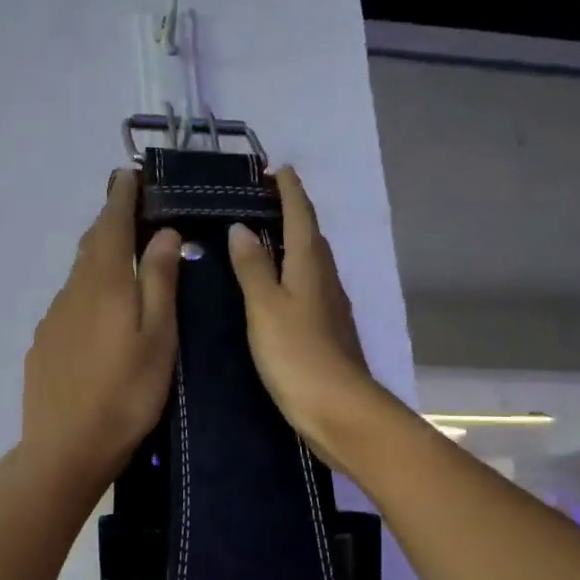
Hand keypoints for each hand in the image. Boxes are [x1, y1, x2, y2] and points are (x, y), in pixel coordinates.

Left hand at [19, 169, 182, 498]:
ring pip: (78, 276)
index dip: (121, 197)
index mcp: (103, 283)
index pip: (110, 224)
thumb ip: (158, 282)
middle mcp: (72, 292)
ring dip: (98, 258)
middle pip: (90, 246)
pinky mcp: (43, 345)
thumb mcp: (158, 337)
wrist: (65, 448)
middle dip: (109, 222)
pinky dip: (87, 293)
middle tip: (130, 208)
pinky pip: (69, 304)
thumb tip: (162, 233)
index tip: (130, 174)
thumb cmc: (125, 394)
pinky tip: (98, 313)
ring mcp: (52, 319)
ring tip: (120, 257)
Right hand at [226, 167, 389, 471]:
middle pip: (310, 236)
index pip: (301, 216)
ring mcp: (330, 307)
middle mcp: (325, 279)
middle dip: (291, 213)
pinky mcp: (327, 332)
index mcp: (310, 266)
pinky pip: (308, 288)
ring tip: (263, 238)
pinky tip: (276, 288)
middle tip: (262, 201)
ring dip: (292, 244)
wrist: (338, 410)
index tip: (277, 169)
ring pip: (311, 263)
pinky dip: (292, 275)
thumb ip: (253, 267)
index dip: (290, 191)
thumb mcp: (265, 307)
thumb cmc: (297, 354)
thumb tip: (241, 227)